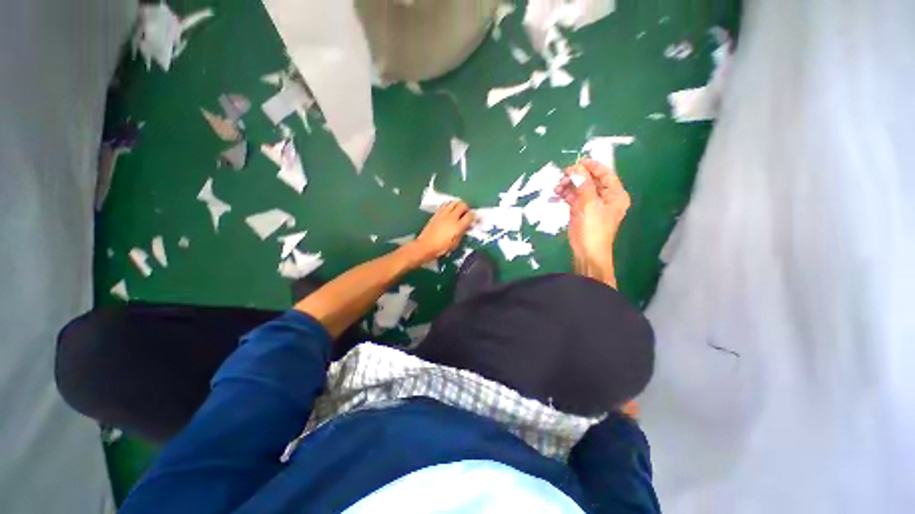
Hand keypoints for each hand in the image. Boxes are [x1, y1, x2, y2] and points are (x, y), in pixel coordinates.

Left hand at [411, 201, 474, 263]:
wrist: (425, 246)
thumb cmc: (442, 248)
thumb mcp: (456, 243)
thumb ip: (462, 233)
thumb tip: (466, 227)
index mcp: (458, 226)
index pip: (470, 215)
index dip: (474, 216)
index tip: (474, 218)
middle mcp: (451, 217)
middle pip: (462, 204)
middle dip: (466, 208)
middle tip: (466, 213)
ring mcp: (443, 214)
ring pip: (453, 202)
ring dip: (458, 205)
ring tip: (458, 211)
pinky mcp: (436, 213)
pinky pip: (445, 204)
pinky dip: (449, 205)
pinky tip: (449, 212)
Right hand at [555, 159, 630, 281]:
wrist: (587, 252)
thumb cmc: (593, 229)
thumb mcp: (590, 205)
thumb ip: (584, 185)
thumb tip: (576, 169)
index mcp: (615, 194)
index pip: (605, 173)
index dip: (591, 166)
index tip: (576, 163)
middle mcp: (605, 197)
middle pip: (590, 179)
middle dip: (576, 177)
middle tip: (563, 177)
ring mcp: (592, 204)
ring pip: (580, 188)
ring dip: (568, 185)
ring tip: (557, 187)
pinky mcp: (581, 210)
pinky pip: (573, 197)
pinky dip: (565, 194)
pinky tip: (556, 194)